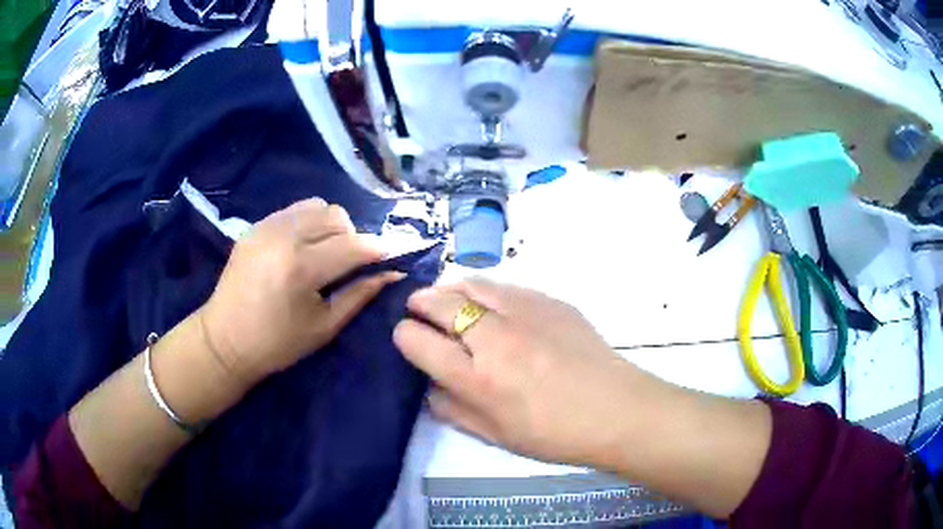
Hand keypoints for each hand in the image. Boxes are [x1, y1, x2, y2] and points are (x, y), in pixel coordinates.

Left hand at [198, 198, 401, 387]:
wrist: (224, 339)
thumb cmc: (277, 344)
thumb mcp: (324, 326)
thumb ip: (360, 294)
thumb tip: (393, 272)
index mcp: (302, 268)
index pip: (353, 245)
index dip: (378, 250)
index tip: (391, 256)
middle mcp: (284, 236)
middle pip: (337, 216)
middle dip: (352, 237)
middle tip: (348, 264)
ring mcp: (267, 226)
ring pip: (317, 206)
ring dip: (330, 226)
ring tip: (323, 253)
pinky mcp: (255, 225)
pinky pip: (294, 211)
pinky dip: (308, 224)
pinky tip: (301, 249)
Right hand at [393, 279, 651, 466]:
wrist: (615, 409)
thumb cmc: (553, 434)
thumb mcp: (495, 436)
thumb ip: (453, 411)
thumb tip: (429, 387)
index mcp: (476, 378)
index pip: (417, 340)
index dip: (404, 335)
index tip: (407, 337)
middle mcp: (493, 337)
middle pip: (438, 301)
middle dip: (419, 303)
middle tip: (419, 308)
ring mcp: (524, 311)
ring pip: (470, 282)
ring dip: (450, 289)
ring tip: (450, 300)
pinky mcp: (549, 300)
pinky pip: (504, 285)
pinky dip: (486, 291)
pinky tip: (494, 305)